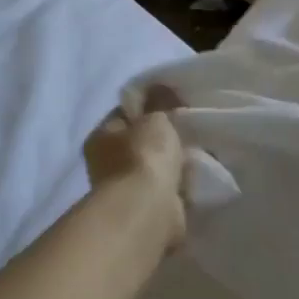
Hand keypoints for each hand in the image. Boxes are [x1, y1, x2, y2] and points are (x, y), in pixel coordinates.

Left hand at [84, 87, 186, 250]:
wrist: (148, 210)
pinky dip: (177, 186)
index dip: (150, 108)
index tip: (175, 106)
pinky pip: (165, 190)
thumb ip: (160, 101)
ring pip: (154, 168)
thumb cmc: (145, 157)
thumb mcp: (155, 118)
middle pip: (139, 143)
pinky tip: (195, 179)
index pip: (125, 115)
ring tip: (198, 155)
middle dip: (163, 139)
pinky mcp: (144, 210)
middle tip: (190, 131)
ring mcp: (124, 190)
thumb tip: (161, 87)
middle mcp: (105, 164)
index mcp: (100, 137)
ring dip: (172, 165)